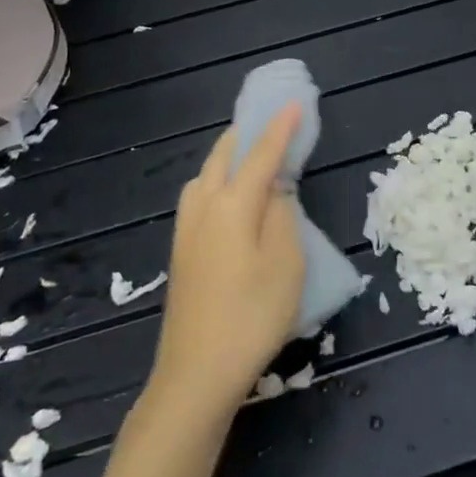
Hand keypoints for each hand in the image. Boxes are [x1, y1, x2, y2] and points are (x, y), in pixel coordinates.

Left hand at [149, 106, 305, 421]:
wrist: (196, 374)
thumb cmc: (251, 316)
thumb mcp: (285, 263)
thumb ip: (282, 214)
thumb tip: (276, 187)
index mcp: (231, 203)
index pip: (260, 153)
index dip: (280, 127)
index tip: (295, 102)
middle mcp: (203, 206)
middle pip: (223, 155)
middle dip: (247, 134)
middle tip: (272, 123)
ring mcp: (186, 229)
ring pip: (205, 174)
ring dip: (228, 156)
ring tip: (252, 156)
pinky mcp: (181, 251)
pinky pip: (199, 195)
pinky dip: (217, 179)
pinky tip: (229, 197)